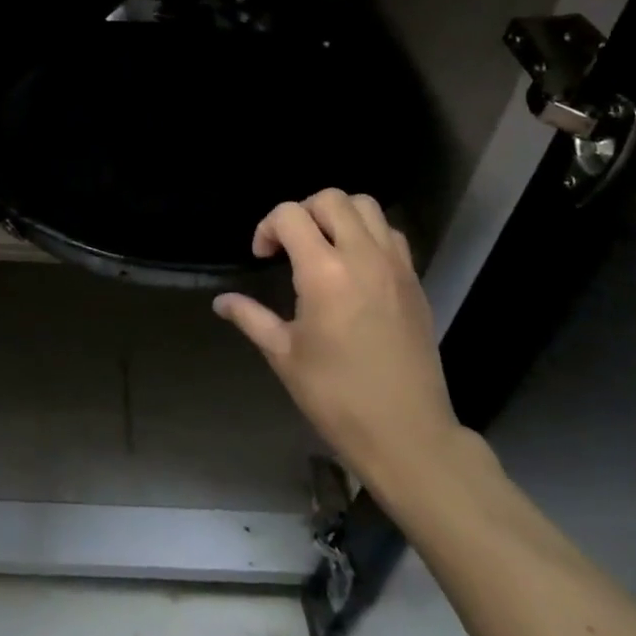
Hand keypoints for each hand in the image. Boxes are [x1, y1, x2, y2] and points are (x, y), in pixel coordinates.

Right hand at [215, 190, 466, 505]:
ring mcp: (395, 266)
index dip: (267, 227)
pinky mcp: (415, 281)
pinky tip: (355, 266)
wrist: (408, 436)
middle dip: (302, 211)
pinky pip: (390, 233)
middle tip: (291, 245)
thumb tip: (221, 301)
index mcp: (324, 272)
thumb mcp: (284, 356)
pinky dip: (368, 233)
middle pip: (330, 199)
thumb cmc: (337, 397)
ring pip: (366, 206)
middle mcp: (362, 256)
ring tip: (325, 246)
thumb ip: (251, 317)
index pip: (290, 214)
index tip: (262, 256)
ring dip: (339, 215)